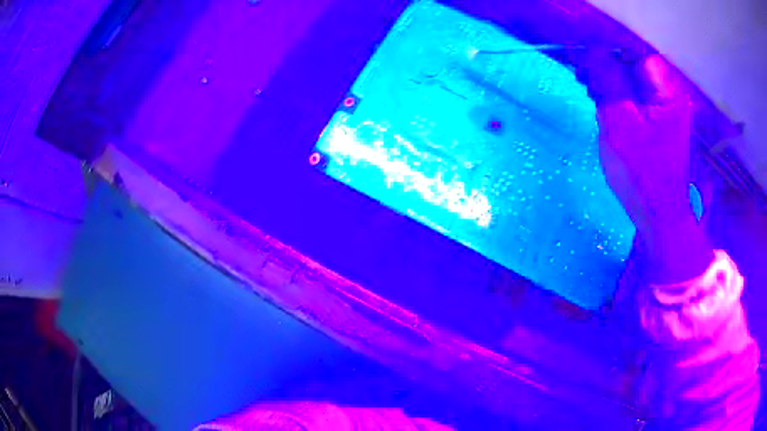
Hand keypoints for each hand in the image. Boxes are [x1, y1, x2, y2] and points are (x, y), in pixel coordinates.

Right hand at [580, 53, 713, 283]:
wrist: (657, 217)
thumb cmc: (643, 175)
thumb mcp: (621, 125)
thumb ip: (606, 83)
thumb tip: (587, 52)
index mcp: (668, 93)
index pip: (635, 55)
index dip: (610, 54)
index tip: (587, 65)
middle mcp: (670, 97)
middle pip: (635, 68)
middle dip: (609, 71)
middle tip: (587, 83)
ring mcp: (666, 112)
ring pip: (633, 84)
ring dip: (612, 86)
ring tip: (594, 97)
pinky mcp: (658, 125)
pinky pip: (635, 100)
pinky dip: (619, 100)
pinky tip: (606, 110)